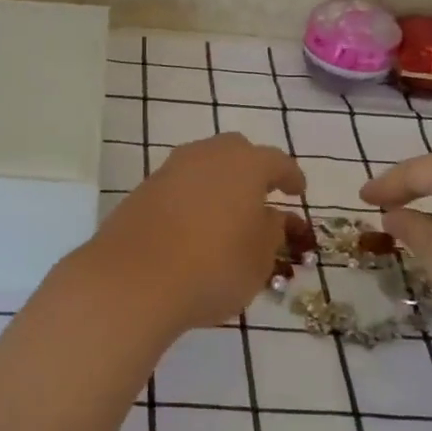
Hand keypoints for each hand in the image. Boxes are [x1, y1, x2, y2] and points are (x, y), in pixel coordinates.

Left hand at [75, 133, 304, 340]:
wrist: (134, 279)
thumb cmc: (213, 267)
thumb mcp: (259, 259)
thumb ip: (271, 232)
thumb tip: (270, 216)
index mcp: (244, 165)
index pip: (276, 162)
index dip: (290, 176)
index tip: (298, 191)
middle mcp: (206, 156)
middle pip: (235, 151)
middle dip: (251, 169)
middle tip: (261, 195)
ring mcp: (170, 169)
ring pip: (203, 164)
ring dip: (218, 182)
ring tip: (227, 212)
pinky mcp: (143, 190)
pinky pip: (178, 184)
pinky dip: (192, 197)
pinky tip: (194, 224)